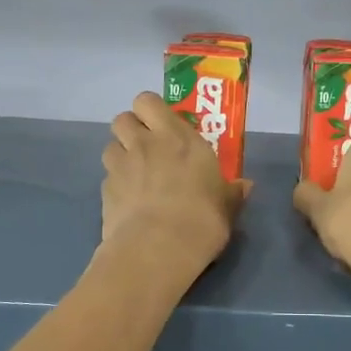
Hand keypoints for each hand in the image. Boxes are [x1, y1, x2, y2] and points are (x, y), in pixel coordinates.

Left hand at [101, 92, 249, 278]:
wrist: (158, 249)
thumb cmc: (202, 219)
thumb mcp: (227, 206)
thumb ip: (232, 192)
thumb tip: (245, 186)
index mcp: (177, 137)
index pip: (148, 101)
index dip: (151, 110)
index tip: (162, 126)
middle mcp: (145, 143)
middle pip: (122, 118)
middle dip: (131, 128)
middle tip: (147, 147)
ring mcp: (121, 166)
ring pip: (110, 145)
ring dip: (120, 155)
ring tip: (134, 174)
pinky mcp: (105, 191)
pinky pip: (107, 177)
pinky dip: (115, 184)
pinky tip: (128, 202)